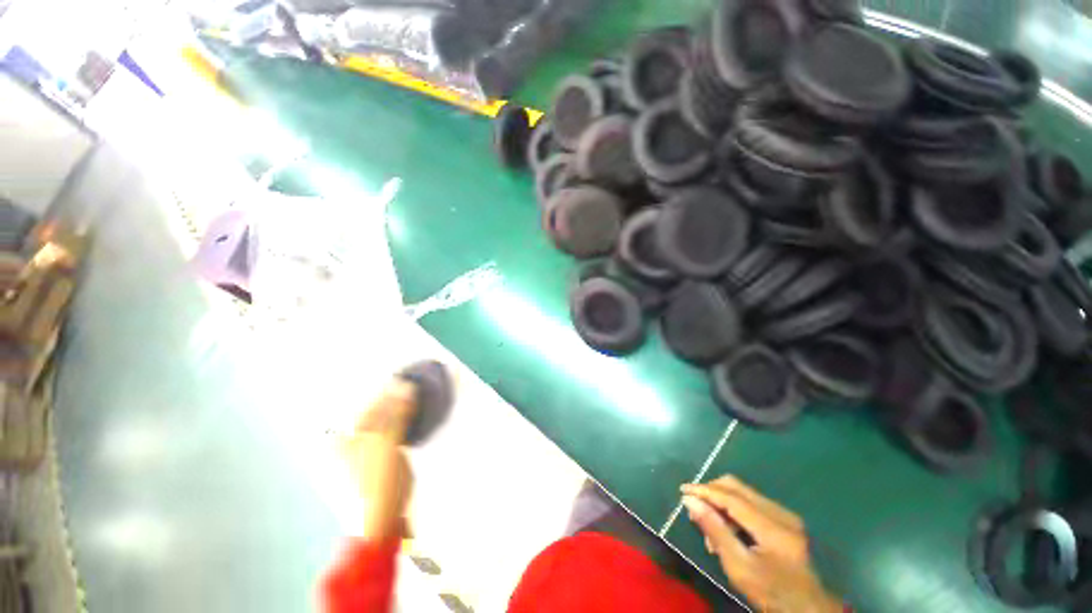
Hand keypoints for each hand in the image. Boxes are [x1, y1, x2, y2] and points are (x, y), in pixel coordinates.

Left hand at [338, 379, 416, 541]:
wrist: (382, 518)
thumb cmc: (375, 480)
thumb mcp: (384, 443)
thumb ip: (396, 413)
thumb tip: (407, 386)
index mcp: (347, 435)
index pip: (370, 403)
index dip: (389, 388)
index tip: (408, 375)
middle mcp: (356, 438)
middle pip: (379, 409)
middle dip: (397, 396)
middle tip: (416, 381)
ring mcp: (371, 447)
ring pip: (390, 418)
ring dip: (404, 406)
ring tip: (419, 392)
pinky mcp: (386, 454)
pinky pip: (398, 429)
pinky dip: (408, 419)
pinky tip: (417, 411)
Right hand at [681, 476, 842, 612]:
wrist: (807, 610)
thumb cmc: (771, 593)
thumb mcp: (738, 567)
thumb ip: (715, 530)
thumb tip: (690, 500)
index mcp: (773, 527)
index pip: (731, 497)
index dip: (705, 491)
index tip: (683, 490)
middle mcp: (781, 513)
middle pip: (737, 487)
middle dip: (711, 492)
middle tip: (693, 507)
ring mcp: (785, 515)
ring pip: (743, 492)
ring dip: (721, 501)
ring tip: (709, 525)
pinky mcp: (785, 520)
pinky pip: (751, 503)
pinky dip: (733, 509)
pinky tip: (727, 528)